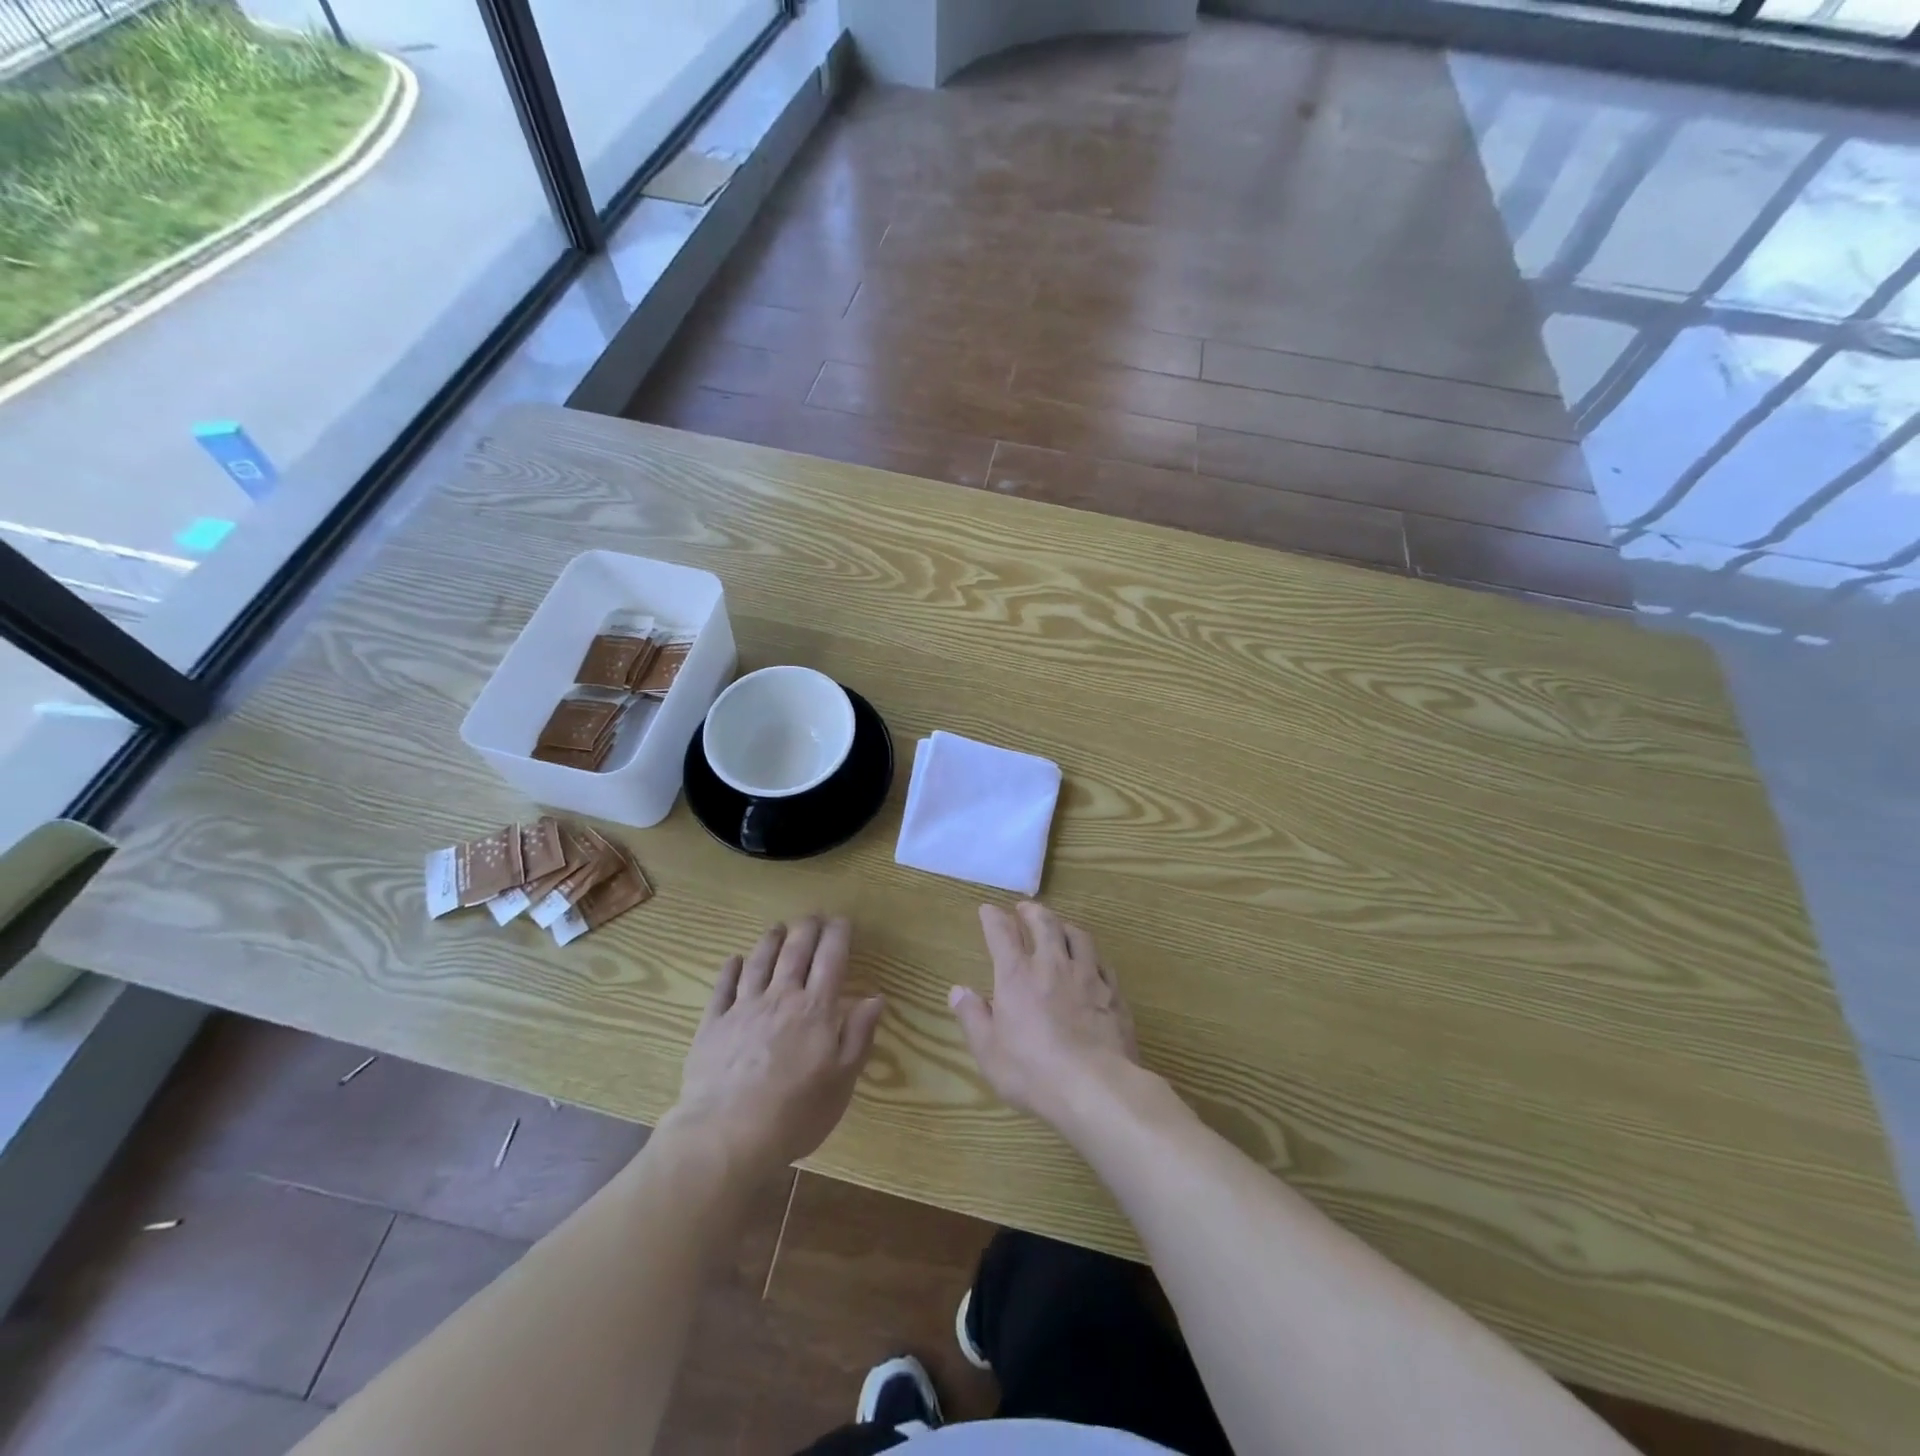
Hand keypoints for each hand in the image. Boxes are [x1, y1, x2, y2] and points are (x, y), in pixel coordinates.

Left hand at [669, 916, 884, 1174]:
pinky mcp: (713, 1025)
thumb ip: (858, 1036)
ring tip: (778, 927)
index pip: (831, 958)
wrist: (726, 1137)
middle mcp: (781, 998)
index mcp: (816, 1010)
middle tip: (813, 917)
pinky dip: (730, 969)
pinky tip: (734, 960)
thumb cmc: (794, 1114)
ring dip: (771, 940)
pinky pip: (723, 988)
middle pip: (795, 951)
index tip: (842, 921)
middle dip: (807, 928)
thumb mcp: (841, 1082)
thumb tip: (875, 998)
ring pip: (759, 962)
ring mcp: (743, 1008)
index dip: (838, 934)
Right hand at [950, 902, 1139, 1130]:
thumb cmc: (1032, 1072)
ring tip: (1060, 925)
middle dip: (1032, 911)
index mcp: (1017, 976)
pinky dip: (1092, 955)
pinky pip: (1102, 962)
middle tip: (1025, 908)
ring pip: (1077, 936)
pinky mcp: (1113, 993)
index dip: (993, 918)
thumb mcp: (989, 1051)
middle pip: (1044, 923)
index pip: (1002, 934)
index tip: (987, 910)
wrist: (1095, 1087)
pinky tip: (1092, 961)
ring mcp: (1087, 976)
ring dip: (1064, 925)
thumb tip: (958, 991)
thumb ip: (973, 1017)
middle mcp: (1052, 965)